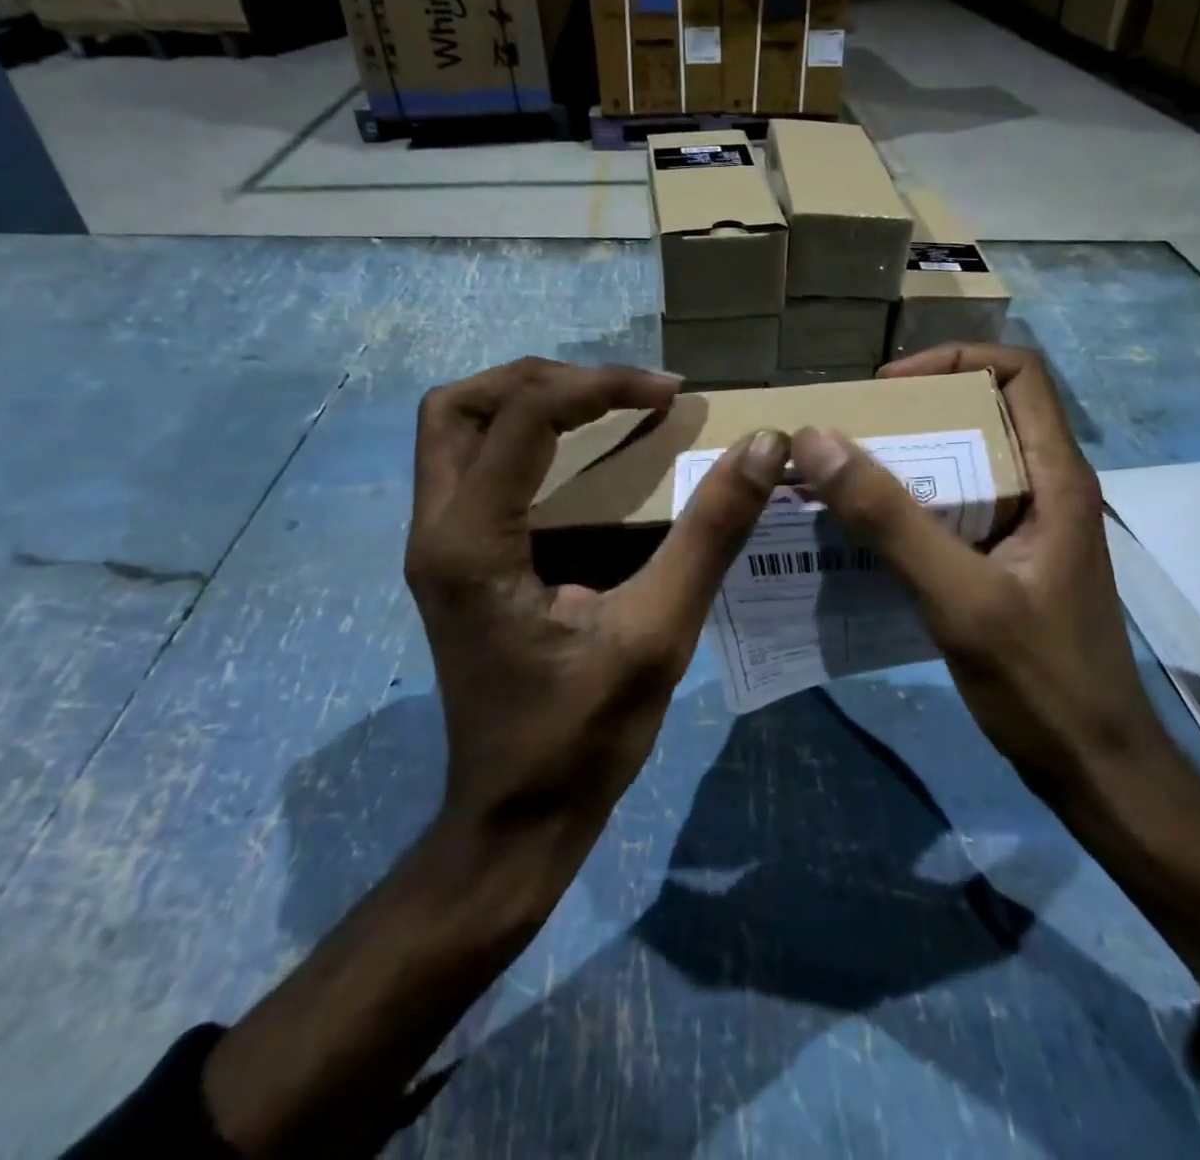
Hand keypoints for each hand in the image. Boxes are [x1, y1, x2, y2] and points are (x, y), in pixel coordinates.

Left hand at [406, 357, 788, 875]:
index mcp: (473, 543)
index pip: (522, 416)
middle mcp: (437, 531)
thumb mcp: (659, 634)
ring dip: (526, 403)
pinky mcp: (456, 561)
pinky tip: (582, 460)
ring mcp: (437, 547)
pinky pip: (473, 467)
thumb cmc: (582, 736)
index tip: (670, 393)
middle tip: (619, 394)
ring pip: (455, 431)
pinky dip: (523, 440)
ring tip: (603, 409)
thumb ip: (710, 535)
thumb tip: (762, 448)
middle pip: (460, 405)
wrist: (516, 818)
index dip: (600, 386)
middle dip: (543, 380)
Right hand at [789, 344, 1199, 1058]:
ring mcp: (1028, 527)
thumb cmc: (1041, 681)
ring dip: (907, 462)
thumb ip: (891, 520)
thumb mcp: (960, 597)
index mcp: (1056, 476)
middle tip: (849, 436)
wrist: (1095, 768)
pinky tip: (865, 534)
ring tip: (843, 479)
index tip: (888, 390)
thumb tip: (819, 442)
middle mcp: (1046, 488)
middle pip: (984, 413)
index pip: (1019, 373)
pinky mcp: (1008, 561)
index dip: (954, 361)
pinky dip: (911, 507)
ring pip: (965, 463)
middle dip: (915, 413)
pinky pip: (956, 510)